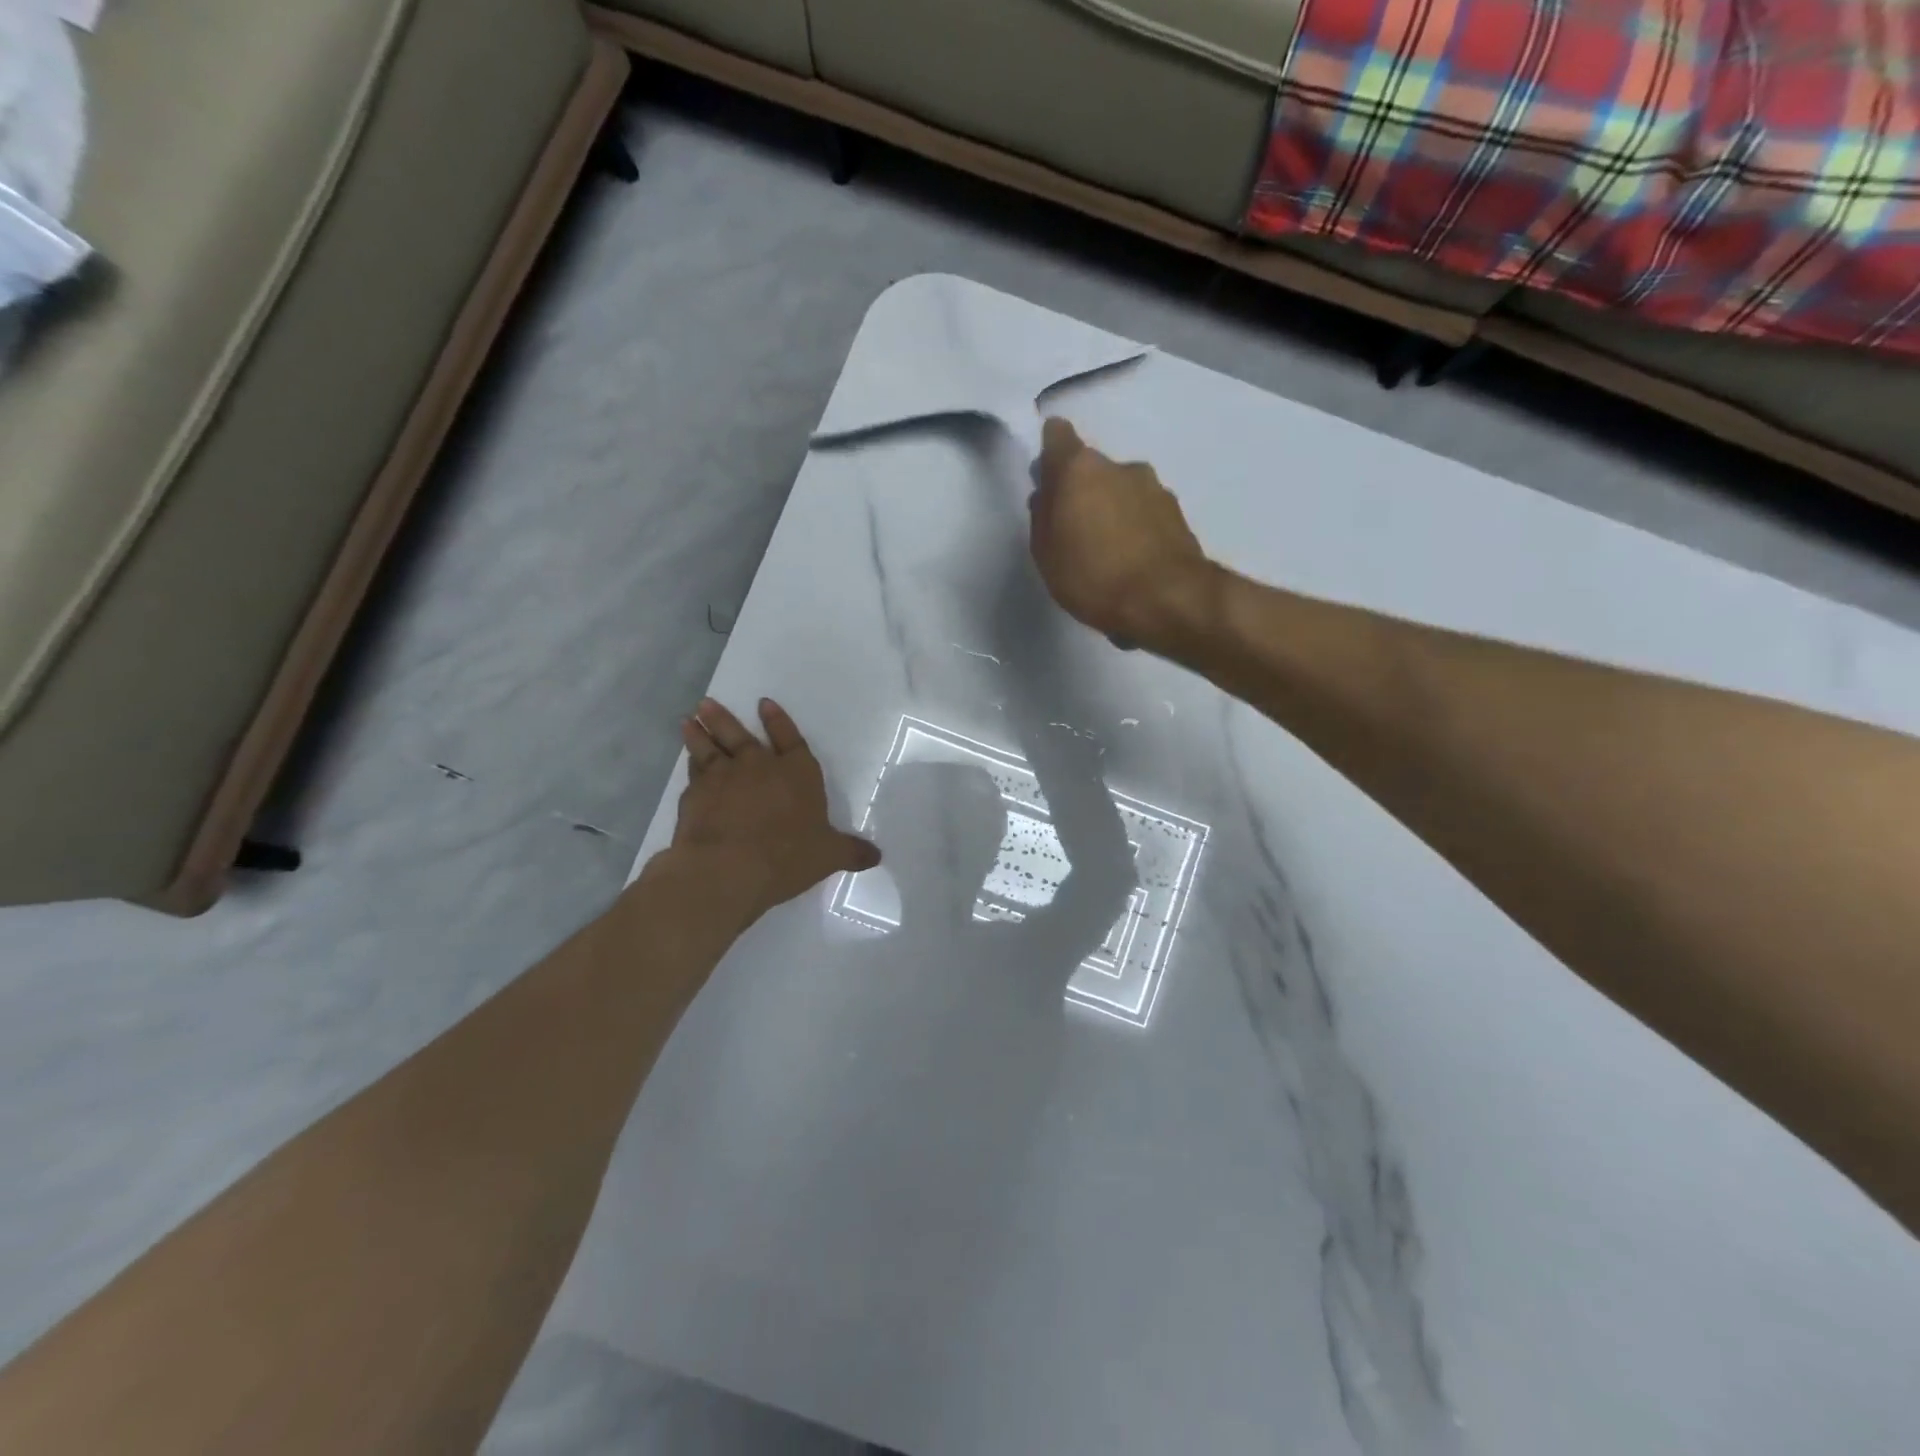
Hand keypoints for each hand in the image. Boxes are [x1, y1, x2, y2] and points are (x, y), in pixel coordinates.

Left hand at [663, 697, 879, 926]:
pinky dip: (690, 767)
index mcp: (797, 772)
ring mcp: (723, 778)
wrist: (728, 868)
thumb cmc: (788, 856)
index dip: (778, 721)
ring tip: (690, 720)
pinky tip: (687, 764)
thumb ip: (851, 852)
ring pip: (709, 748)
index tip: (764, 703)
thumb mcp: (829, 856)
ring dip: (700, 733)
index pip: (790, 739)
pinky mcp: (694, 796)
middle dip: (725, 719)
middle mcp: (758, 766)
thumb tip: (876, 856)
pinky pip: (693, 774)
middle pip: (740, 735)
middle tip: (707, 703)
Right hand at [1030, 418, 1219, 649]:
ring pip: (1121, 490)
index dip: (1050, 455)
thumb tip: (1048, 495)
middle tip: (1074, 532)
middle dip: (1082, 492)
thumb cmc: (1094, 576)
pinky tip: (1132, 564)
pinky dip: (1136, 529)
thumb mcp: (1046, 554)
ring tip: (1107, 555)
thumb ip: (1042, 517)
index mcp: (1079, 469)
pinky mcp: (1177, 512)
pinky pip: (1144, 513)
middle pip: (1091, 469)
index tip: (1048, 483)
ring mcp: (1153, 487)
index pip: (1057, 435)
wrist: (1168, 599)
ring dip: (1111, 511)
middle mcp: (1119, 466)